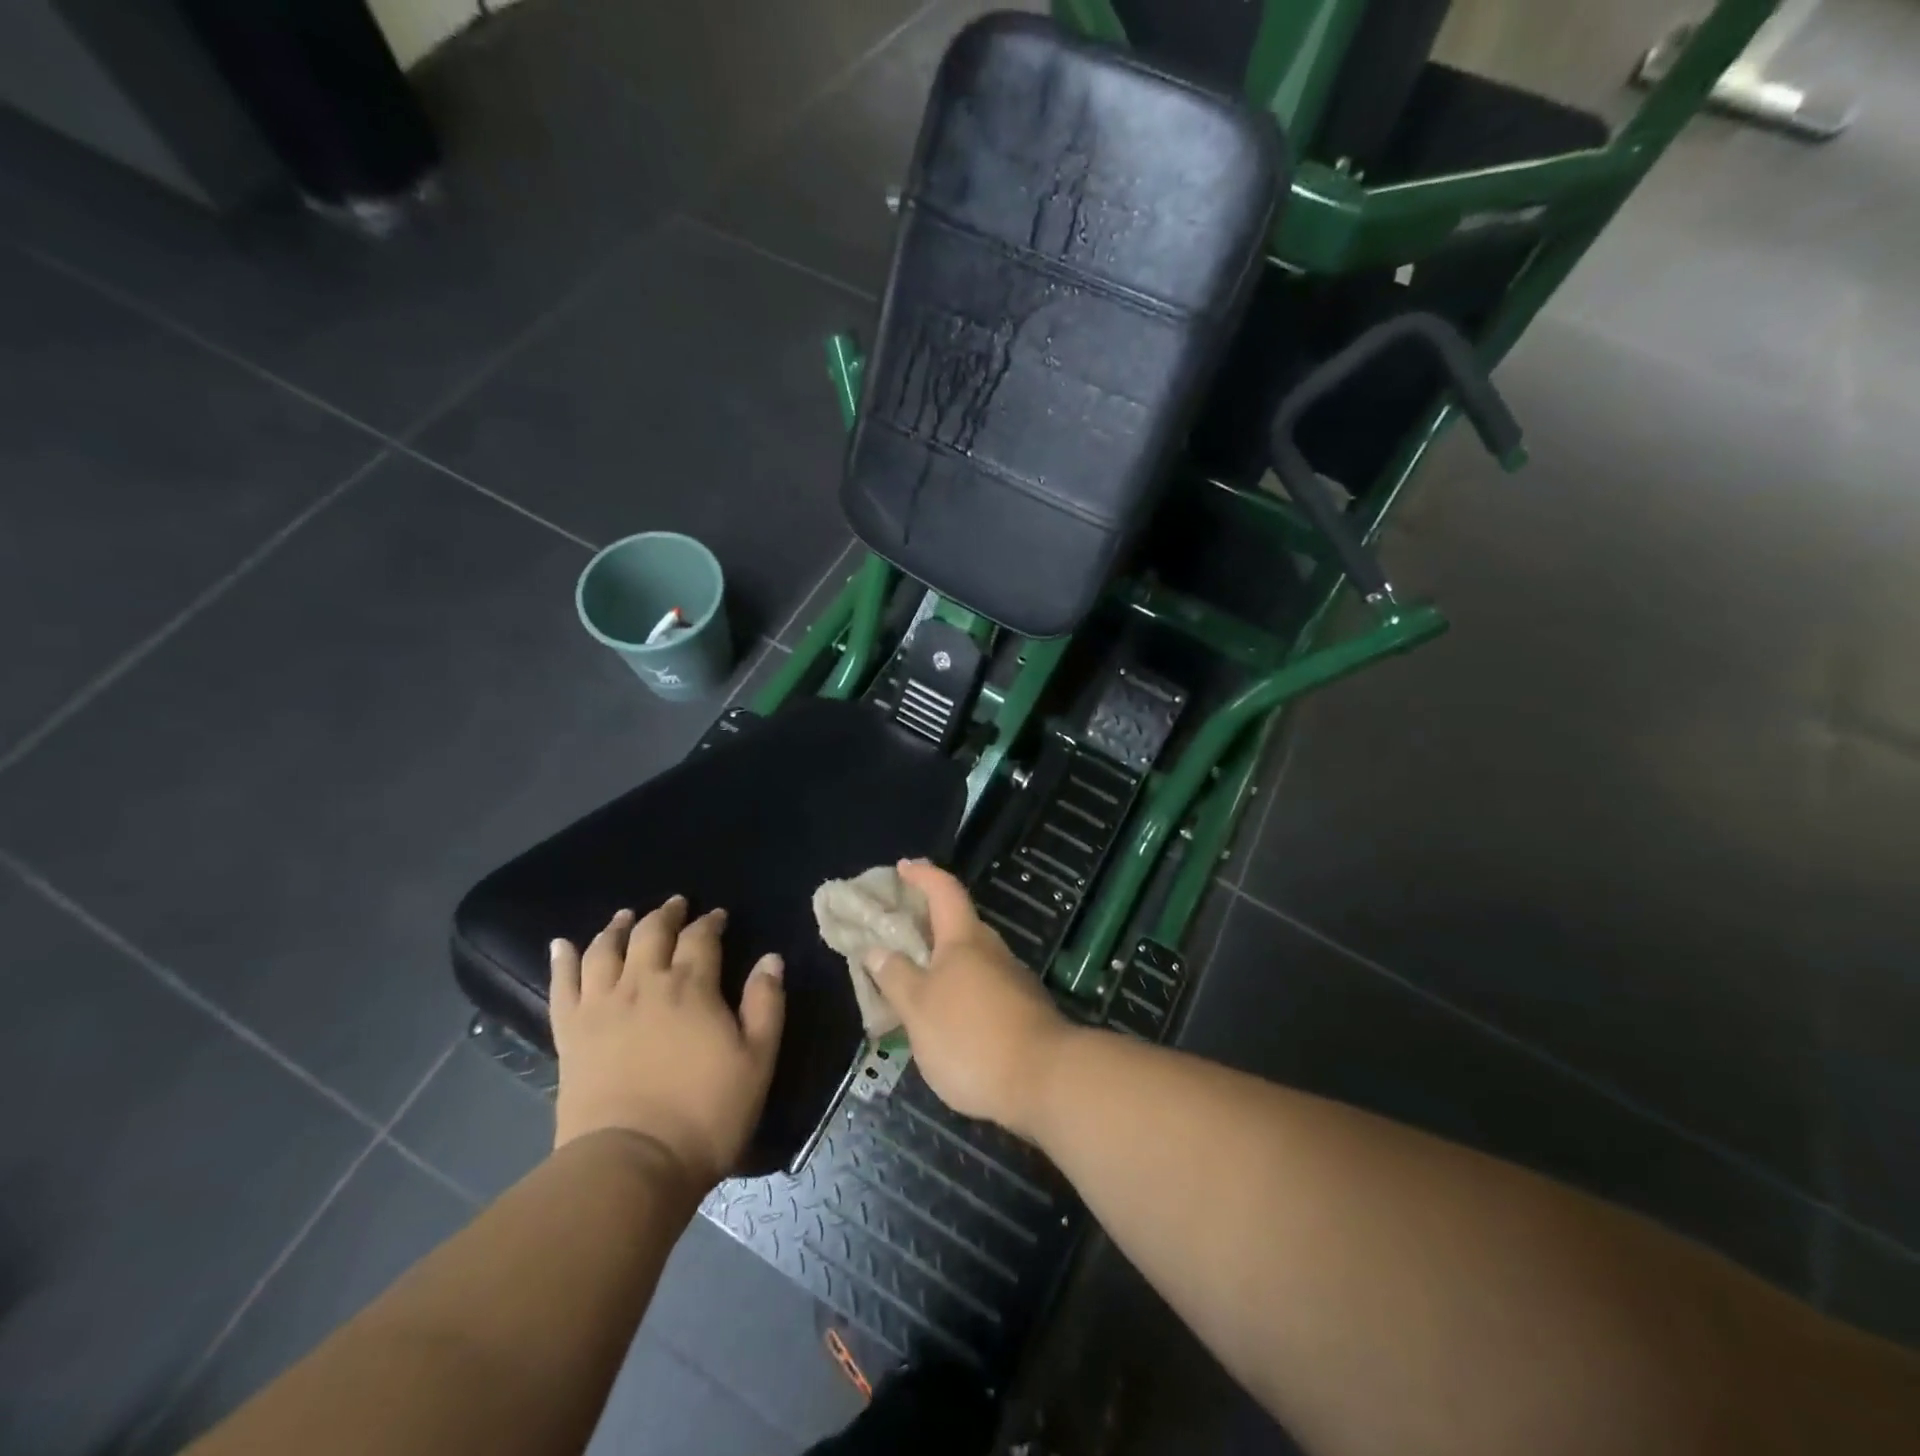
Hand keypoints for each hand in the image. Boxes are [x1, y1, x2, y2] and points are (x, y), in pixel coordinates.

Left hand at [548, 898, 784, 1192]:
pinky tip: (561, 944)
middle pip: (651, 933)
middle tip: (676, 904)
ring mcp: (601, 1007)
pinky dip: (562, 960)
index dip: (710, 922)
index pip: (700, 938)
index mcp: (691, 986)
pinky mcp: (570, 1035)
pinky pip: (562, 986)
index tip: (717, 916)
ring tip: (625, 916)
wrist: (630, 1164)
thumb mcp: (757, 1060)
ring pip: (605, 950)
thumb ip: (766, 1004)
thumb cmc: (706, 1113)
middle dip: (666, 914)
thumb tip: (771, 959)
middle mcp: (643, 984)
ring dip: (617, 927)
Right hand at [865, 861, 1073, 1137]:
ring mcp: (1012, 981)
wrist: (1045, 1081)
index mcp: (965, 938)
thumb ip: (895, 976)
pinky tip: (944, 1017)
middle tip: (896, 933)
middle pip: (958, 924)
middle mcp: (992, 951)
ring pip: (970, 960)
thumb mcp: (919, 1008)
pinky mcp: (1022, 1012)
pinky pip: (981, 988)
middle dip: (928, 924)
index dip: (923, 875)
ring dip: (942, 962)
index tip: (903, 867)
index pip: (944, 890)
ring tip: (911, 981)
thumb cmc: (971, 1035)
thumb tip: (876, 948)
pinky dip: (958, 990)